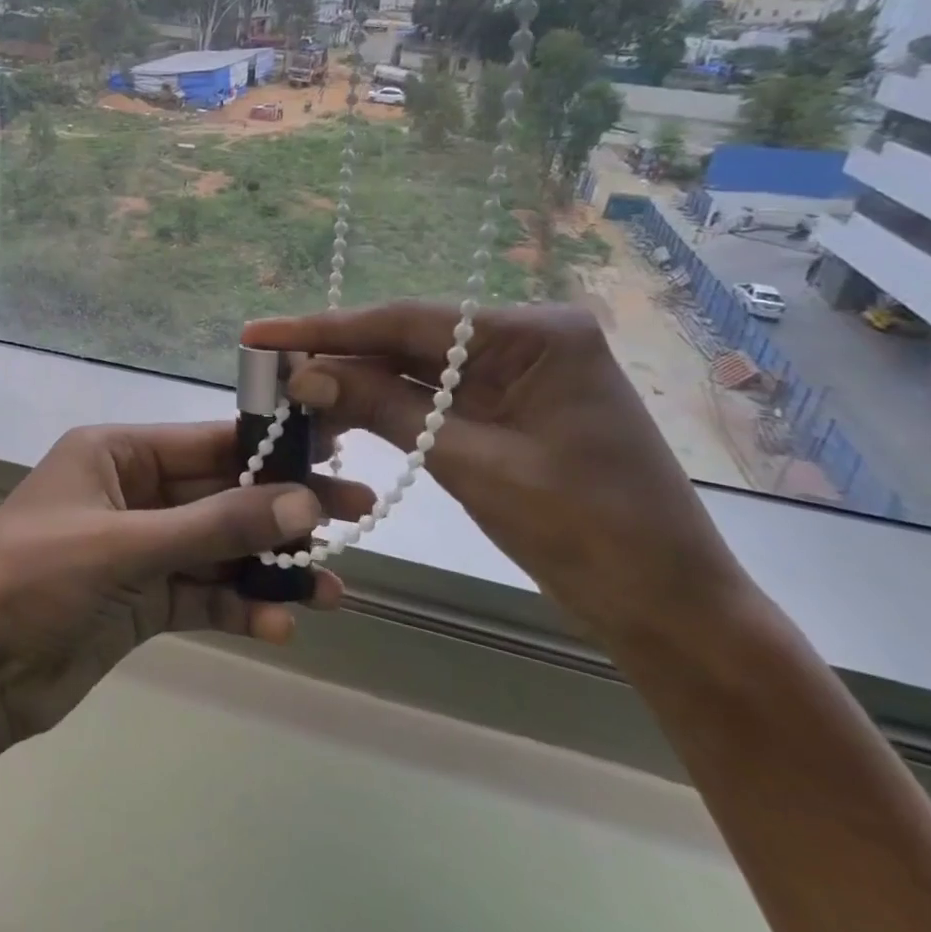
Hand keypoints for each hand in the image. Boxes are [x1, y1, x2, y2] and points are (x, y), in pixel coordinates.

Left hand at [0, 423, 368, 743]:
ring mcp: (136, 550)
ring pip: (217, 549)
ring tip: (331, 589)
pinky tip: (279, 625)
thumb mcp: (125, 546)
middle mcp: (130, 494)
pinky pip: (200, 594)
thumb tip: (302, 504)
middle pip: (219, 495)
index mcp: (114, 454)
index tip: (333, 451)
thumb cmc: (34, 580)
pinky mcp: (139, 602)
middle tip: (354, 518)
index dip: (269, 446)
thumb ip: (214, 526)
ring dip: (268, 568)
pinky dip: (238, 607)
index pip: (205, 441)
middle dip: (280, 511)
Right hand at [243, 302, 747, 638]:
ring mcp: (518, 376)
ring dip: (356, 384)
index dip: (327, 328)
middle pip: (410, 341)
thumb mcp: (474, 465)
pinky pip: (435, 400)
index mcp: (535, 335)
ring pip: (416, 371)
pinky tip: (339, 412)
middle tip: (265, 365)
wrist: (670, 610)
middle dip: (337, 356)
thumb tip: (305, 374)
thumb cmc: (587, 533)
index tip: (260, 331)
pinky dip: (387, 409)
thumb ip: (386, 410)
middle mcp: (525, 340)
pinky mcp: (509, 412)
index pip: (408, 321)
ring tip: (288, 391)